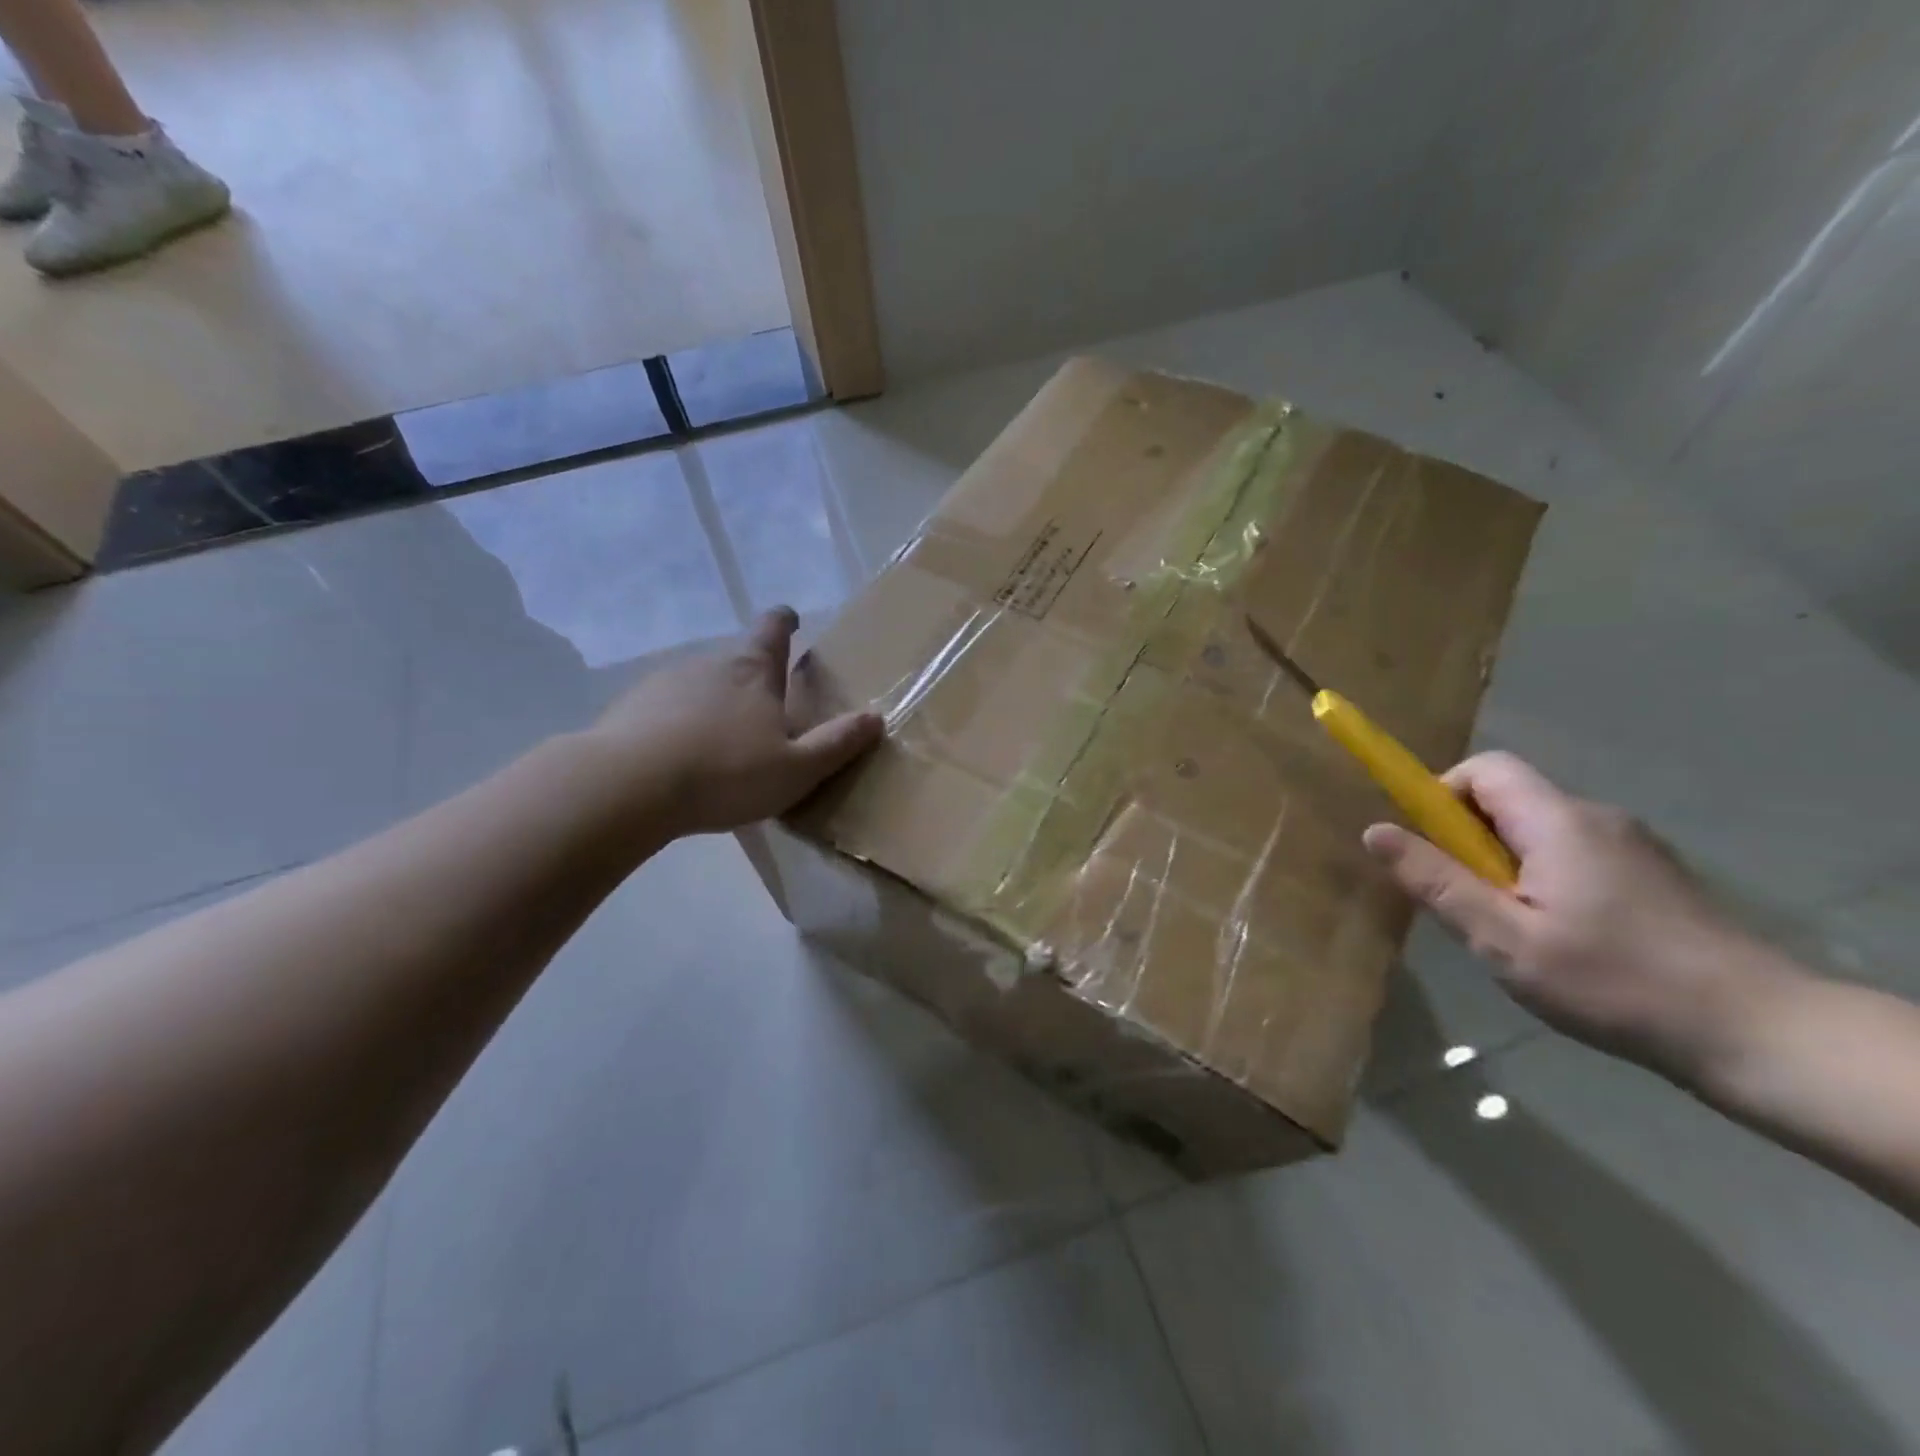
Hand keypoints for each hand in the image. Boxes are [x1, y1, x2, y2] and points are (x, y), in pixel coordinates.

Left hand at [586, 607, 883, 837]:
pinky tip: (678, 760)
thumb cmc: (725, 772)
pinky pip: (664, 710)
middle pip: (737, 659)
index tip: (791, 620)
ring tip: (721, 745)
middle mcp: (708, 664)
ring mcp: (663, 683)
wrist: (627, 787)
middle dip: (753, 679)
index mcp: (752, 671)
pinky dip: (677, 726)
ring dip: (713, 705)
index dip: (784, 621)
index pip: (773, 627)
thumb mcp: (796, 769)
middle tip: (766, 714)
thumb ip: (836, 744)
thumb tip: (876, 718)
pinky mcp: (629, 708)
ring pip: (699, 686)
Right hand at [1363, 751, 1784, 1079]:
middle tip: (1467, 902)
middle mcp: (1596, 817)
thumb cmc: (1614, 982)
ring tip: (1514, 931)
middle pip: (1510, 799)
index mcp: (1558, 821)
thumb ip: (1436, 881)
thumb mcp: (1504, 938)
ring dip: (1505, 864)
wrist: (1760, 1033)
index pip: (1485, 769)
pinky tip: (1563, 941)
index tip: (1429, 847)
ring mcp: (1632, 846)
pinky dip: (1544, 879)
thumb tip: (1375, 831)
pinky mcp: (1653, 876)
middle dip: (1469, 839)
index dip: (1441, 793)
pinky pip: (1573, 855)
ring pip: (1540, 832)